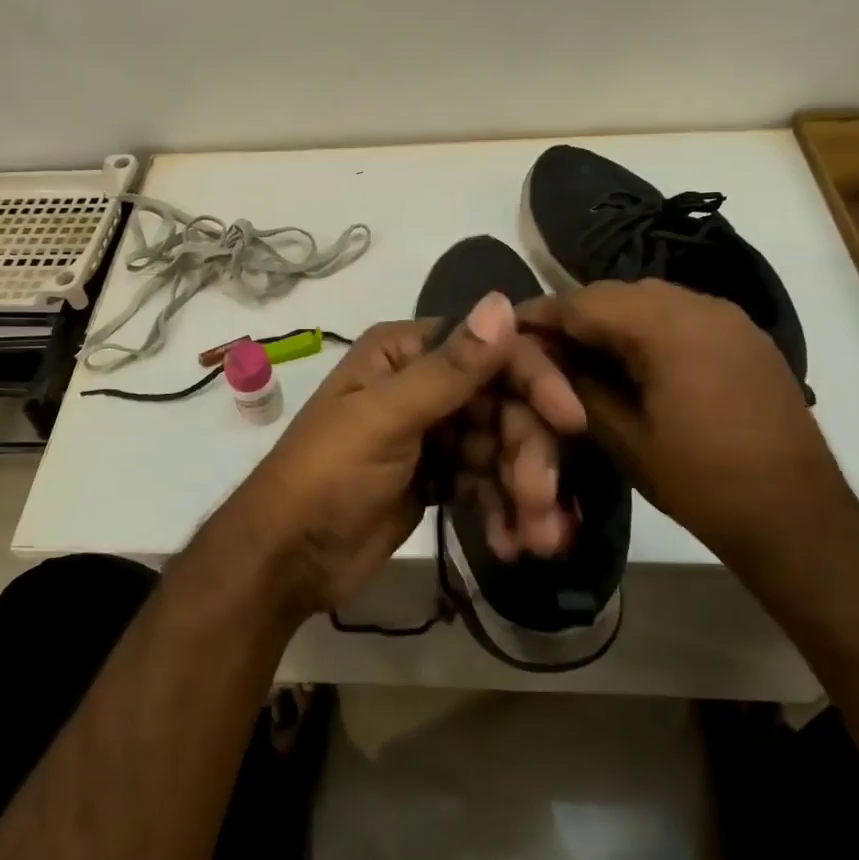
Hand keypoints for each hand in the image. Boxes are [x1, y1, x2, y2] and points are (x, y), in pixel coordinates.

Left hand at [220, 292, 585, 620]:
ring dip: (523, 491)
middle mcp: (423, 382)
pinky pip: (486, 481)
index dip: (535, 380)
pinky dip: (503, 509)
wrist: (287, 558)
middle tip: (542, 504)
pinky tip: (511, 543)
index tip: (571, 422)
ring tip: (537, 540)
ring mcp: (433, 431)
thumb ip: (450, 369)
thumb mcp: (385, 419)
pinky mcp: (438, 475)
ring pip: (501, 447)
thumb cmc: (327, 475)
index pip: (490, 350)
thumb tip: (503, 302)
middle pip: (503, 403)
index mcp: (405, 352)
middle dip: (528, 454)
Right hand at [518, 279, 857, 558]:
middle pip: (616, 292)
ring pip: (650, 298)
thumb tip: (545, 355)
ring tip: (583, 352)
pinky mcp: (745, 335)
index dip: (541, 313)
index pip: (583, 301)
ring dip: (611, 318)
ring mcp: (728, 317)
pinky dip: (647, 326)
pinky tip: (633, 359)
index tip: (508, 328)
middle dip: (575, 314)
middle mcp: (699, 305)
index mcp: (666, 327)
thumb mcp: (622, 437)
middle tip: (543, 345)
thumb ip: (578, 385)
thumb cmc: (701, 481)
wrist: (797, 515)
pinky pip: (681, 313)